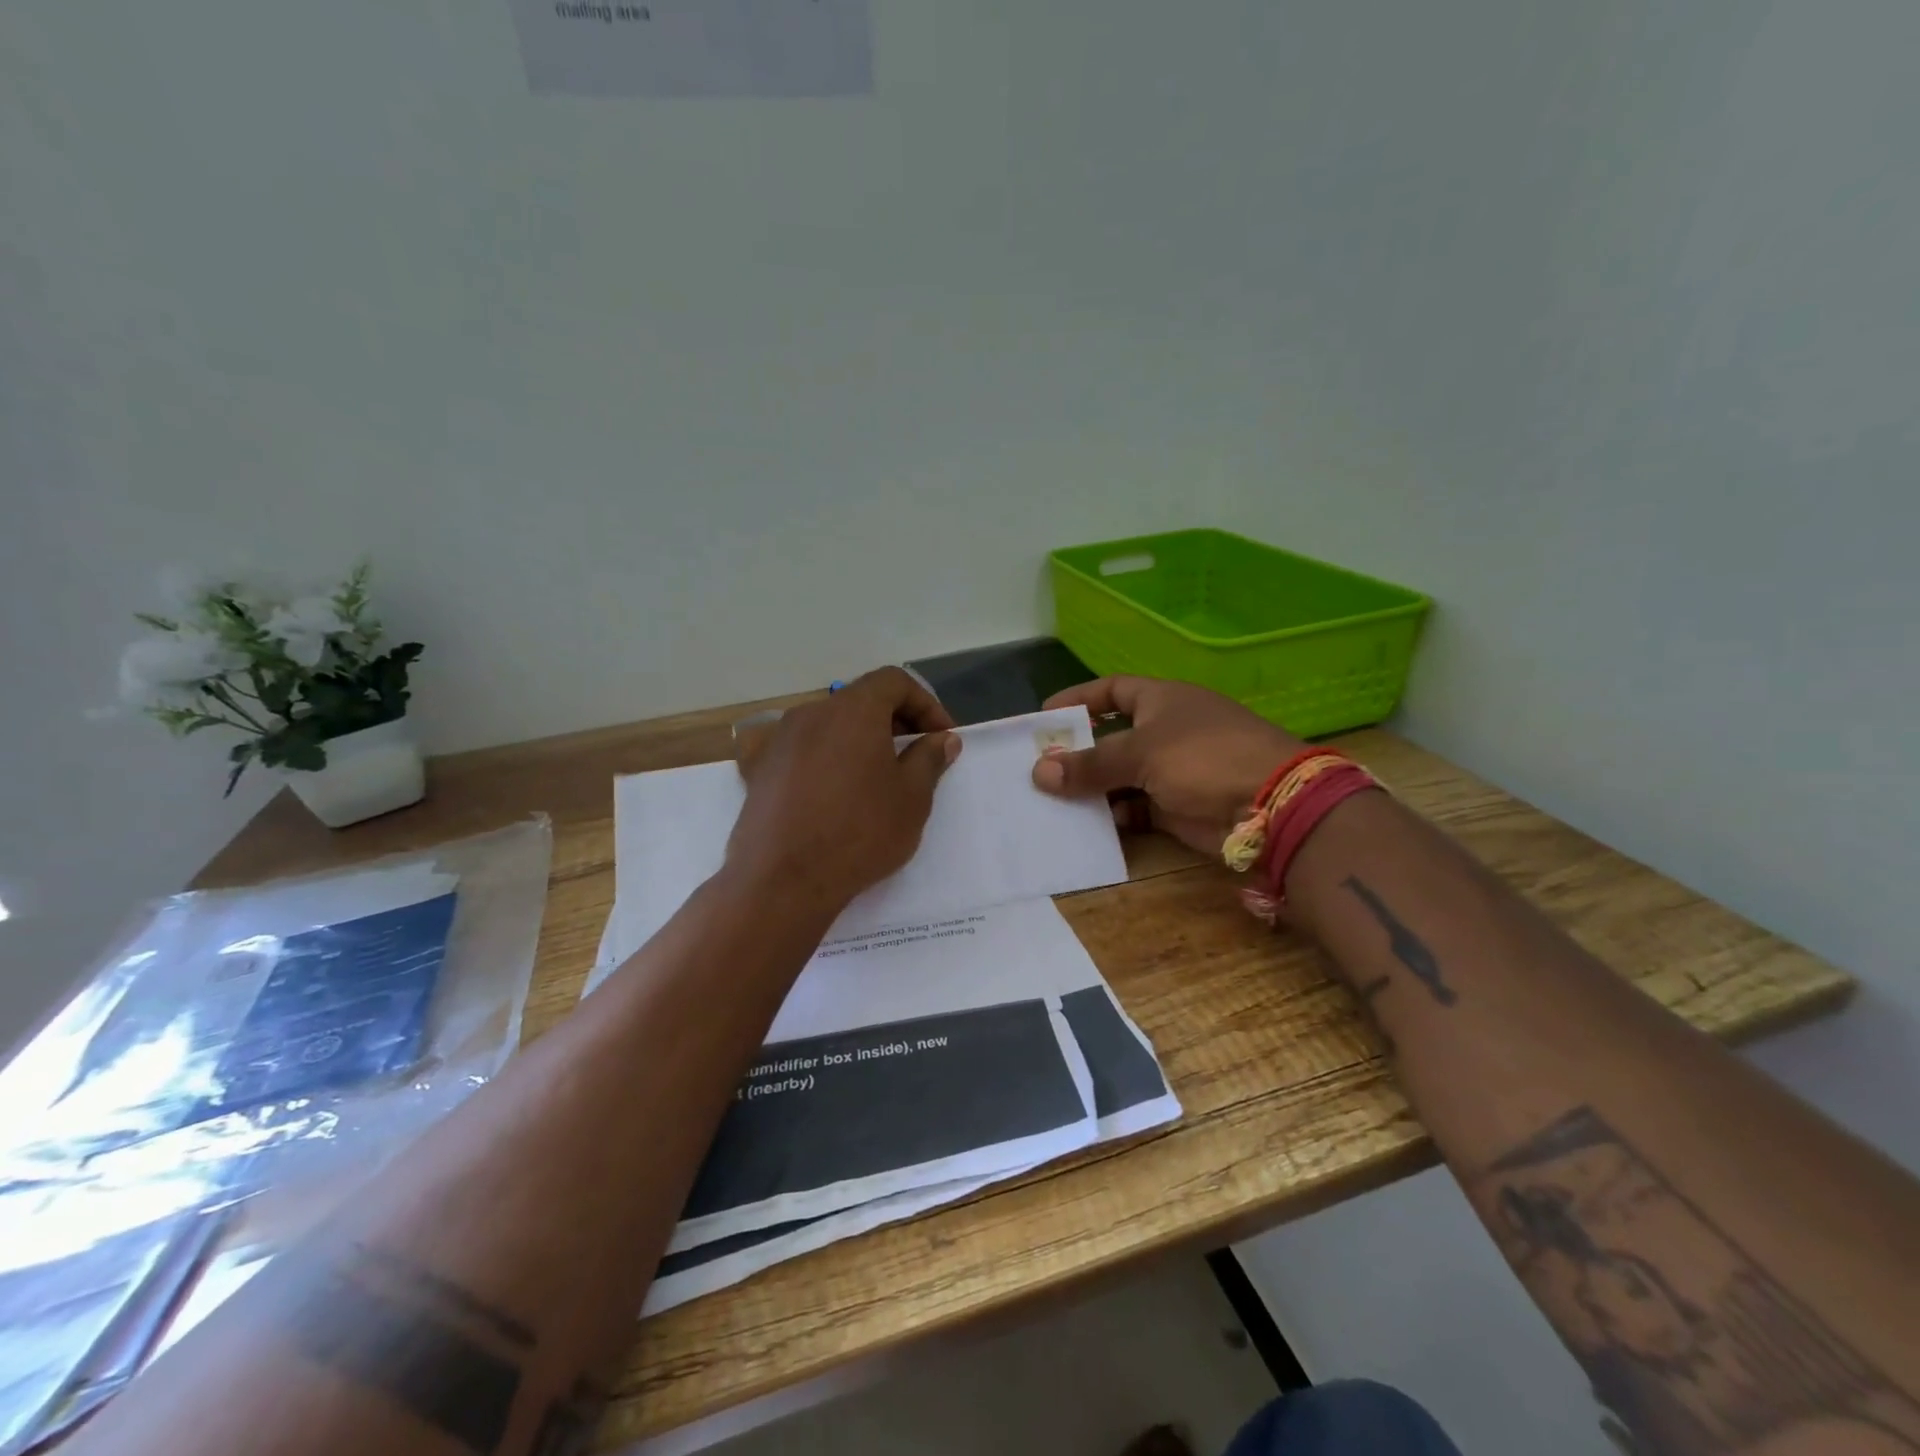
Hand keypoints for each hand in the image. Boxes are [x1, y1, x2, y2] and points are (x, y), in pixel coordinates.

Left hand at [727, 667, 961, 912]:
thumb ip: (929, 758)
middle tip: (915, 756)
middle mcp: (811, 713)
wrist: (782, 881)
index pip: (894, 681)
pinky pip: (801, 750)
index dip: (925, 704)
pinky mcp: (758, 769)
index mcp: (853, 710)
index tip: (940, 737)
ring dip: (858, 741)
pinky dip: (825, 759)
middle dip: (893, 721)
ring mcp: (779, 740)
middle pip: (859, 700)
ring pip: (829, 725)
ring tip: (875, 778)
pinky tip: (832, 792)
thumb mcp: (911, 798)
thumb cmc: (859, 833)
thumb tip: (941, 738)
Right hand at [1030, 676, 1304, 853]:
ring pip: (1121, 776)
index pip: (1111, 690)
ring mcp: (1173, 770)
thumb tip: (1039, 772)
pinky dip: (1114, 815)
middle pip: (1111, 737)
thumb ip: (1089, 764)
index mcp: (1161, 700)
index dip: (1078, 700)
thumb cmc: (1202, 757)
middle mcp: (1165, 731)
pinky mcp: (1178, 807)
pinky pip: (1136, 807)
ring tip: (1053, 801)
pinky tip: (1089, 825)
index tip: (1044, 718)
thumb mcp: (1140, 753)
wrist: (1272, 805)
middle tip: (1038, 767)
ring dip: (1092, 788)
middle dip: (1078, 752)